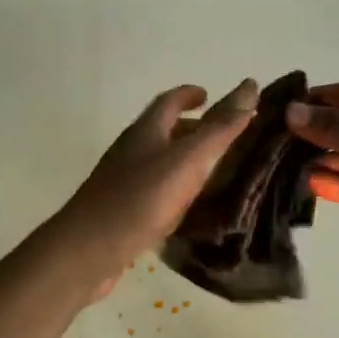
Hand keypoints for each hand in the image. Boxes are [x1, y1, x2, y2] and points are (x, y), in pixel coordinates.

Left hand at [56, 80, 258, 293]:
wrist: (88, 251)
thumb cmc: (140, 199)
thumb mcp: (188, 160)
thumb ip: (220, 128)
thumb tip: (250, 86)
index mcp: (145, 131)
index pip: (169, 101)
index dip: (189, 94)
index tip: (209, 95)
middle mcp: (131, 151)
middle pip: (162, 131)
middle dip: (190, 128)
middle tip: (221, 137)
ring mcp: (122, 182)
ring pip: (157, 162)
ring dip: (182, 160)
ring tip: (212, 171)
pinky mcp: (121, 211)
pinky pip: (152, 191)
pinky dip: (173, 190)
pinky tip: (187, 208)